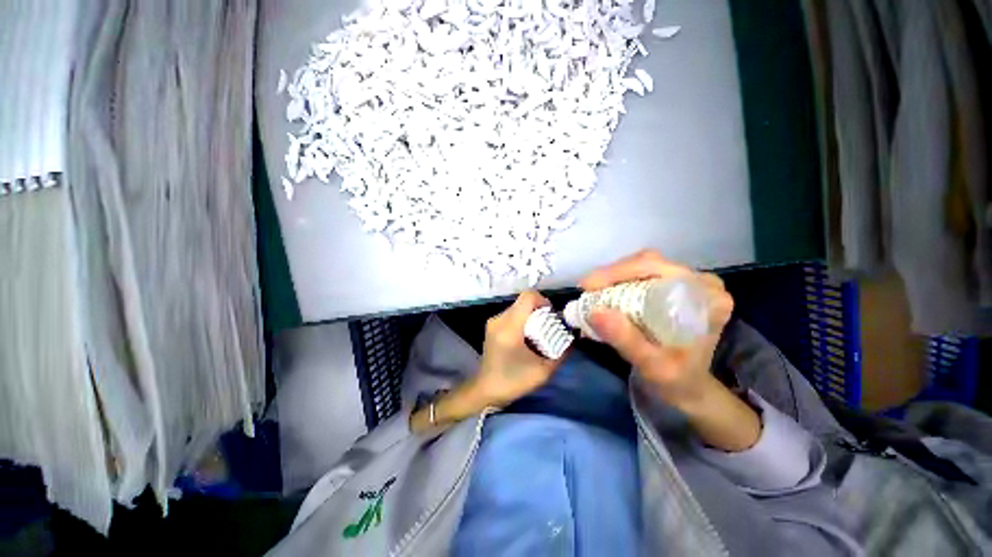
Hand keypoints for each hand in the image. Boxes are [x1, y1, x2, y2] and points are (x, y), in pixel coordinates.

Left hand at [465, 290, 566, 408]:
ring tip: (538, 333)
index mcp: (510, 327)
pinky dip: (522, 320)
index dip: (543, 300)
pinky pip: (511, 315)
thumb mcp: (543, 371)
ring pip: (517, 307)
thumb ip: (561, 353)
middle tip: (548, 327)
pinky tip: (526, 337)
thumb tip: (571, 339)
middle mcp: (499, 319)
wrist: (486, 390)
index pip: (527, 297)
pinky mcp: (492, 326)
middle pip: (523, 302)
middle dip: (539, 310)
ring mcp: (493, 322)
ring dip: (530, 315)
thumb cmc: (514, 381)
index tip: (551, 315)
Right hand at [580, 250, 733, 409]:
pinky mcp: (674, 286)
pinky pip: (641, 274)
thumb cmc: (675, 380)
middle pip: (648, 262)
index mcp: (706, 297)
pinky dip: (618, 282)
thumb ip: (626, 340)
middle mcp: (700, 283)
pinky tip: (605, 293)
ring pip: (642, 265)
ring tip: (593, 292)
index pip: (658, 269)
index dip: (618, 272)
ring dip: (613, 277)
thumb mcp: (652, 366)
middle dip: (612, 274)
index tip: (588, 286)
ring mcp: (687, 282)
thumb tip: (594, 311)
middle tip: (586, 289)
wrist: (687, 387)